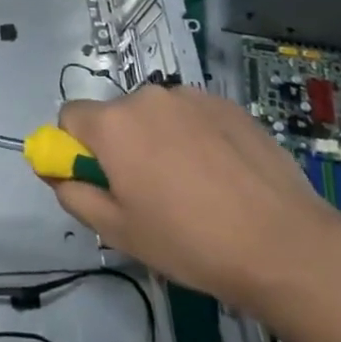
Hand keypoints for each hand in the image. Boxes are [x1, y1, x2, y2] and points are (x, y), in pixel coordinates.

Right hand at [53, 84, 340, 316]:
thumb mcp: (119, 232)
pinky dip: (195, 136)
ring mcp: (190, 96)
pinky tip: (222, 175)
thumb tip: (57, 173)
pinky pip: (193, 115)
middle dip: (121, 145)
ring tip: (193, 186)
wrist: (283, 244)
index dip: (75, 148)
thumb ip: (74, 195)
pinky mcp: (227, 104)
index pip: (69, 116)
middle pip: (115, 115)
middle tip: (148, 192)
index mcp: (112, 124)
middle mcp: (146, 97)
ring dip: (159, 138)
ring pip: (156, 114)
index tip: (99, 180)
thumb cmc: (189, 242)